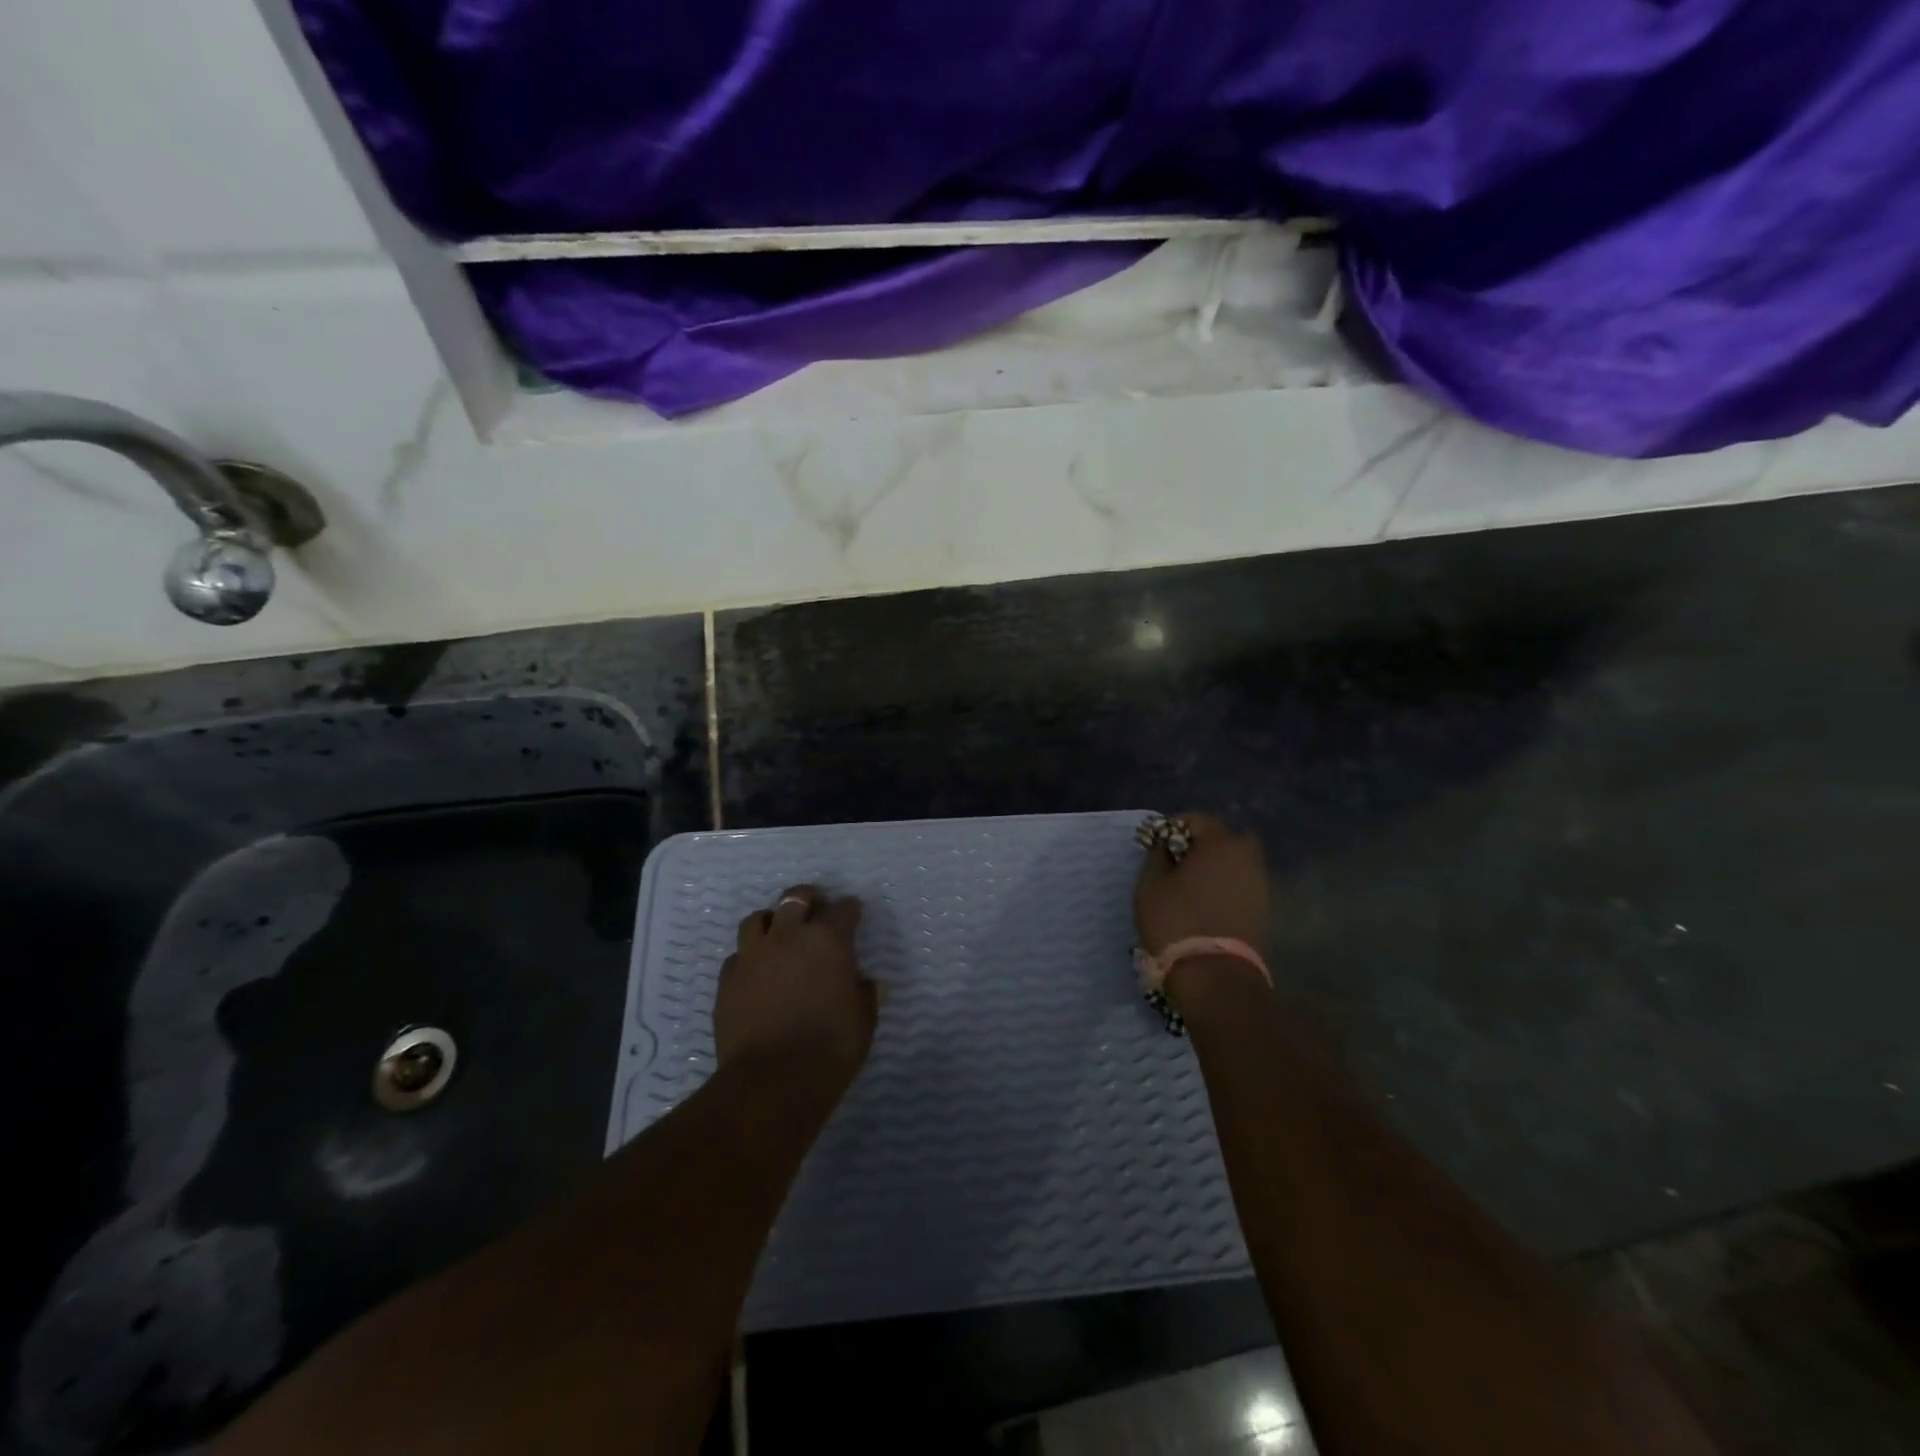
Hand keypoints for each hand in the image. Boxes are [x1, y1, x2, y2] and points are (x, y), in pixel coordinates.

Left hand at [716, 884, 875, 1084]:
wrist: (772, 1080)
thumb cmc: (831, 1047)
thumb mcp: (864, 1020)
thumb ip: (864, 994)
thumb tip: (863, 983)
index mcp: (828, 940)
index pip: (843, 910)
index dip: (850, 910)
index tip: (854, 913)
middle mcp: (788, 937)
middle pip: (794, 899)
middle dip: (808, 898)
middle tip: (815, 907)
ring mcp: (753, 956)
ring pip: (756, 919)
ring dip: (770, 921)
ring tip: (778, 933)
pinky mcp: (727, 981)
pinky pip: (737, 956)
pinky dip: (748, 957)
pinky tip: (755, 971)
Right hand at [1134, 810, 1268, 959]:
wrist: (1215, 975)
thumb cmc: (1176, 921)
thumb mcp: (1151, 884)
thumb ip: (1157, 855)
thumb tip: (1164, 845)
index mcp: (1220, 843)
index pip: (1197, 819)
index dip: (1173, 827)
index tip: (1156, 846)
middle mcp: (1247, 857)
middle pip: (1226, 837)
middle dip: (1203, 844)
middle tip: (1179, 862)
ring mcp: (1260, 884)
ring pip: (1237, 862)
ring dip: (1217, 866)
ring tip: (1191, 886)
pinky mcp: (1263, 909)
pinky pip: (1242, 884)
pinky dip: (1226, 886)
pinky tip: (1206, 903)